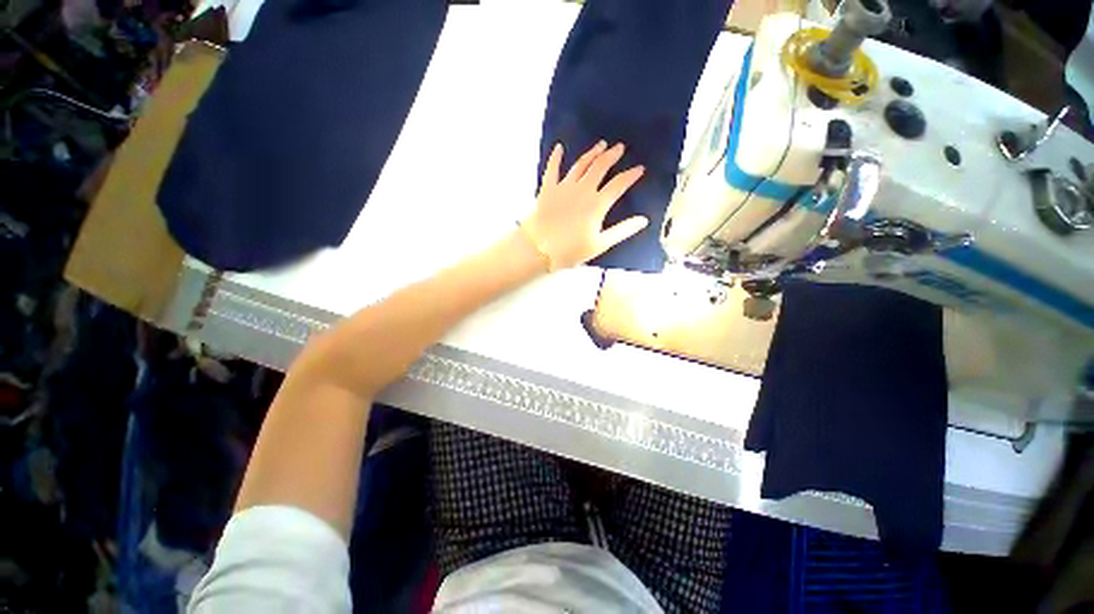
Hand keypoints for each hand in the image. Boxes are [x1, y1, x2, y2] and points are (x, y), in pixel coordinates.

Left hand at [522, 141, 646, 270]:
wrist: (539, 249)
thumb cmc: (571, 250)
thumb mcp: (600, 244)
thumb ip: (622, 231)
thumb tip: (644, 220)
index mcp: (597, 203)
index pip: (619, 184)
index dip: (631, 175)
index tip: (640, 168)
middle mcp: (582, 189)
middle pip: (600, 167)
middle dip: (612, 156)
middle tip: (620, 147)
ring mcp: (564, 186)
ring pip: (580, 164)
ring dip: (592, 153)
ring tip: (601, 145)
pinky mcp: (547, 188)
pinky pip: (552, 169)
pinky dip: (556, 157)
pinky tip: (559, 148)